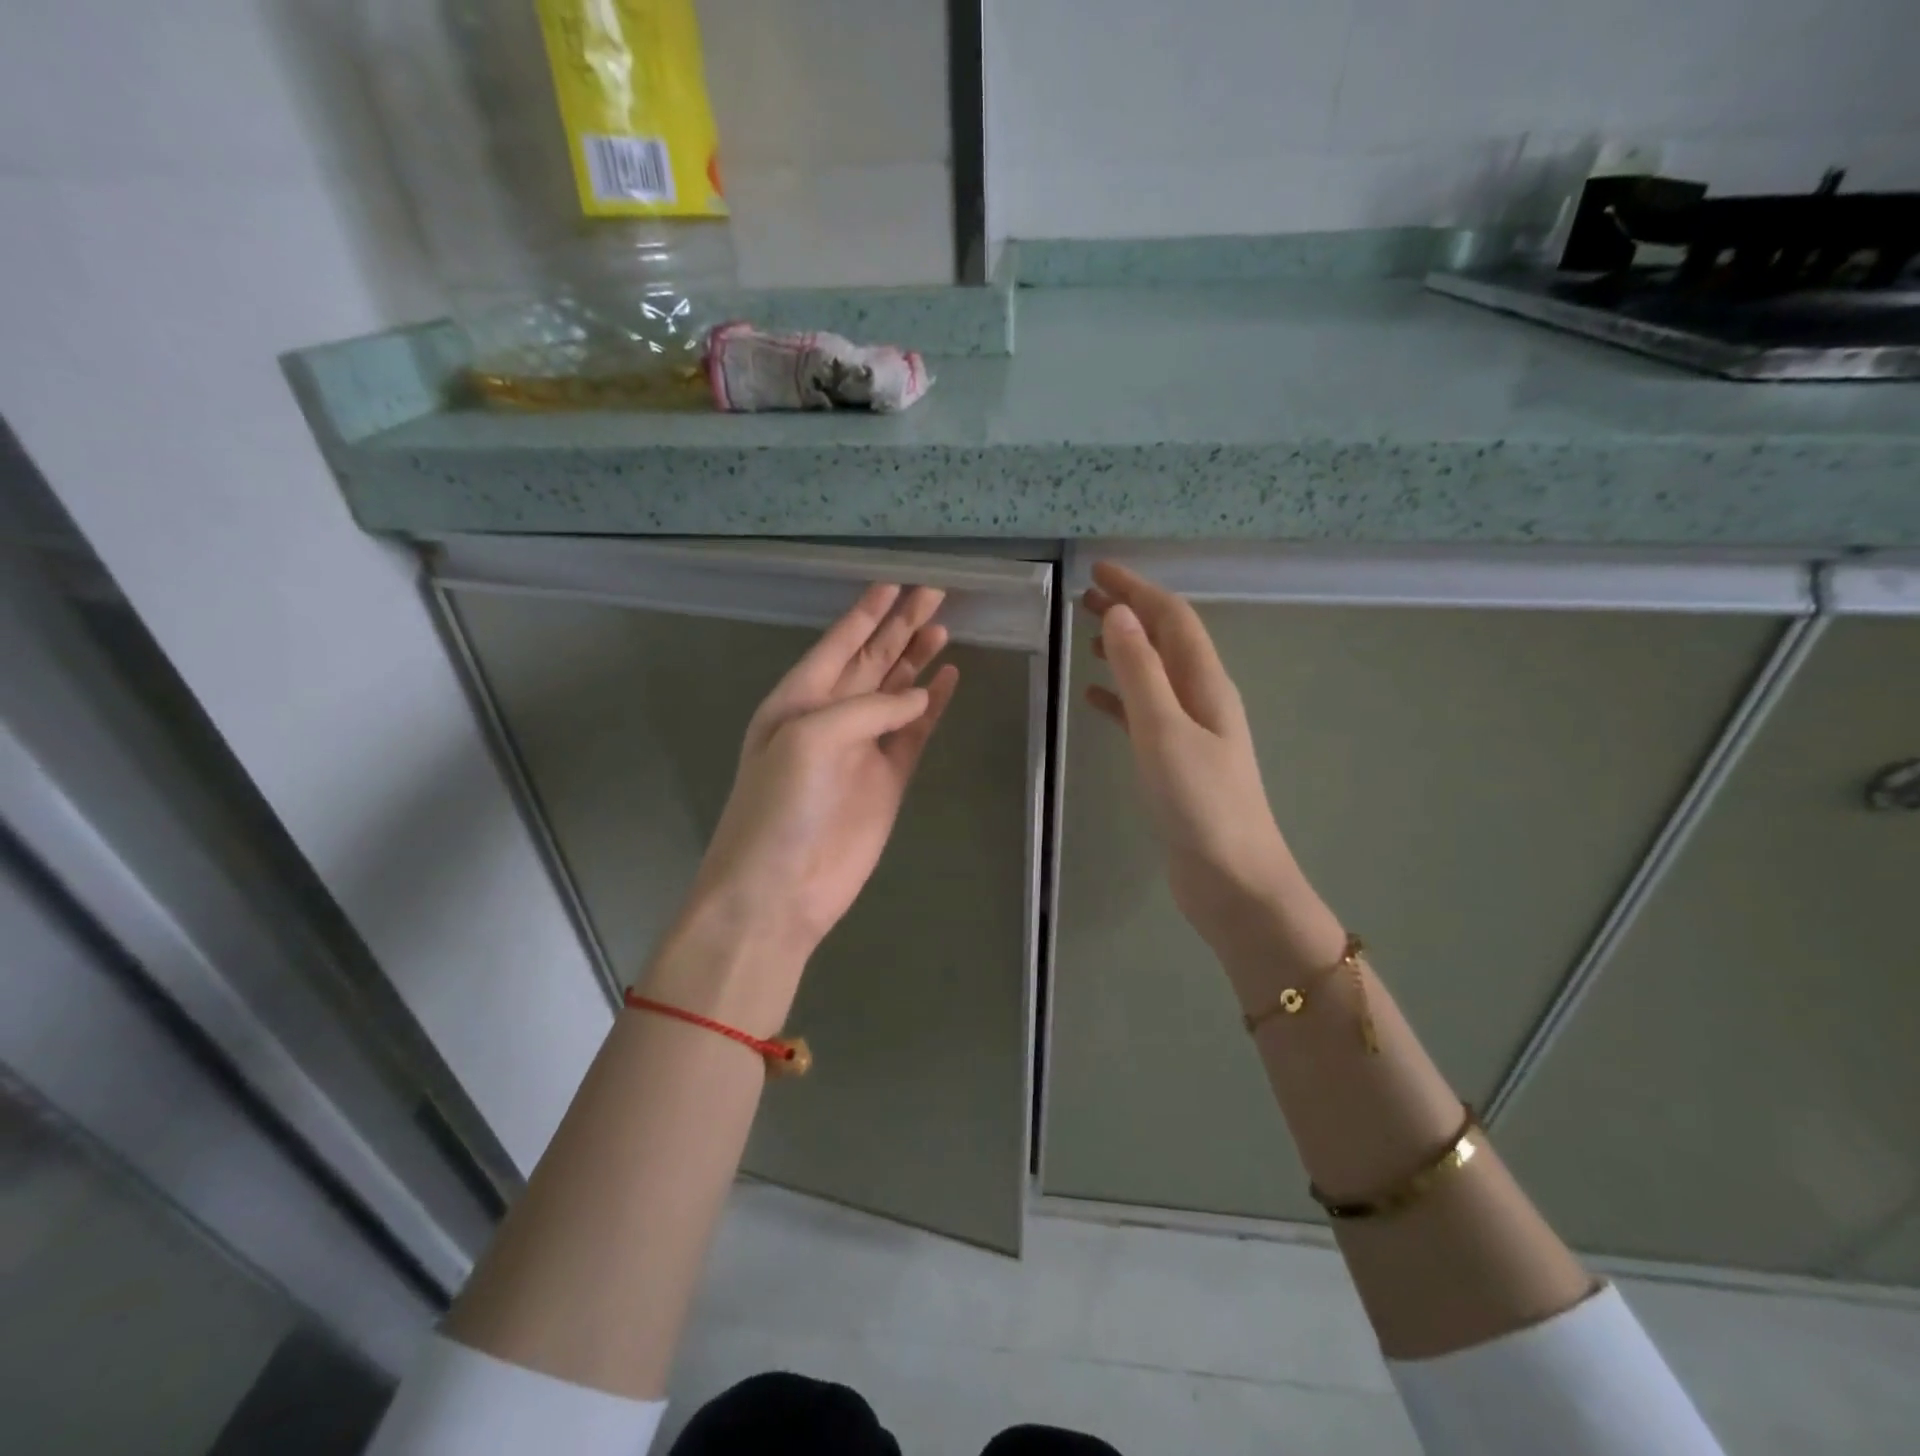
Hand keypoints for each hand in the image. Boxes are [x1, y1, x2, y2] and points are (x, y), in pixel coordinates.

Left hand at [675, 584, 957, 980]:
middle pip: (872, 660)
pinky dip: (932, 708)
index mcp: (798, 699)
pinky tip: (948, 681)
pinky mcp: (888, 780)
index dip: (866, 613)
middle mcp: (830, 717)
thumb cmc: (781, 806)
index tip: (895, 584)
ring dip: (916, 661)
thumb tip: (920, 694)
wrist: (780, 889)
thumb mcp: (809, 739)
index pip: (839, 644)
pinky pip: (914, 733)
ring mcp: (862, 749)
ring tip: (944, 629)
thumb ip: (867, 708)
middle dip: (900, 627)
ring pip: (895, 692)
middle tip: (935, 594)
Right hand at [1082, 562, 1341, 982]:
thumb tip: (1119, 613)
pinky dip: (1120, 696)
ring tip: (1087, 636)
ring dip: (1124, 650)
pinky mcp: (1177, 762)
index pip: (1172, 618)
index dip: (1137, 589)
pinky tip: (1094, 697)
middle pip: (1165, 641)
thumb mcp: (1164, 731)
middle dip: (1130, 612)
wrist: (1232, 881)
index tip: (1097, 570)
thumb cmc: (1200, 804)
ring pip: (1154, 675)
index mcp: (1206, 684)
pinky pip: (1144, 713)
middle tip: (1084, 598)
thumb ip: (1140, 672)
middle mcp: (1203, 699)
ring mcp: (1192, 732)